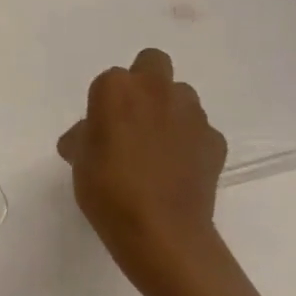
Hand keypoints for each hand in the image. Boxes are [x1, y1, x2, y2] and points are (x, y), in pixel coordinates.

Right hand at [57, 48, 228, 295]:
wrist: (161, 232)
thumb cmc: (107, 188)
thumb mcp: (79, 158)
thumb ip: (86, 135)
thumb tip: (92, 136)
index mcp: (116, 88)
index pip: (110, 78)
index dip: (105, 101)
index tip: (101, 125)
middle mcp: (156, 91)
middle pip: (154, 63)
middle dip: (146, 82)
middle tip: (134, 116)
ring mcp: (192, 115)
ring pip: (181, 95)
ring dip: (169, 110)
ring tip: (157, 144)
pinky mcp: (216, 143)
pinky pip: (200, 129)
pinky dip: (190, 140)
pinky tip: (178, 166)